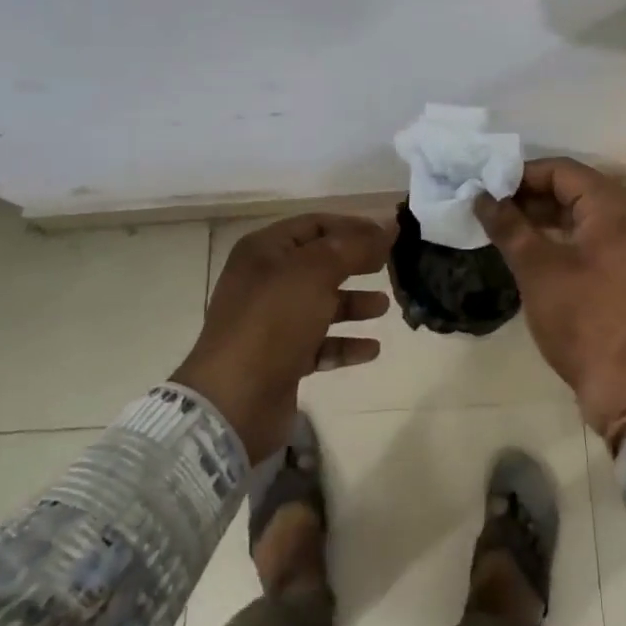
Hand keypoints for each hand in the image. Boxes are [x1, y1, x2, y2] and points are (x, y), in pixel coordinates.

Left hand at [171, 213, 393, 462]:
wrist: (234, 401)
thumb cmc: (273, 322)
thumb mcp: (316, 273)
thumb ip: (355, 246)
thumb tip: (389, 224)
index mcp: (265, 251)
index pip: (316, 224)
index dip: (353, 226)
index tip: (389, 236)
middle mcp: (265, 281)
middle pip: (320, 263)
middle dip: (356, 264)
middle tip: (390, 267)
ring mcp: (271, 322)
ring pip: (321, 304)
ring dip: (353, 304)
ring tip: (384, 307)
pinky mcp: (280, 359)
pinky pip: (320, 343)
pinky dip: (345, 343)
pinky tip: (371, 349)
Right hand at [474, 158, 625, 433]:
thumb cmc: (584, 319)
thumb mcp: (537, 270)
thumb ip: (509, 226)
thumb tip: (481, 196)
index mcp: (613, 209)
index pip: (563, 170)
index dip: (522, 174)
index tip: (488, 187)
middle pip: (577, 190)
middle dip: (532, 195)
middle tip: (493, 208)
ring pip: (586, 216)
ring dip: (548, 217)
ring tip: (508, 229)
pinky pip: (596, 240)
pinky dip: (566, 238)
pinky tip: (537, 253)